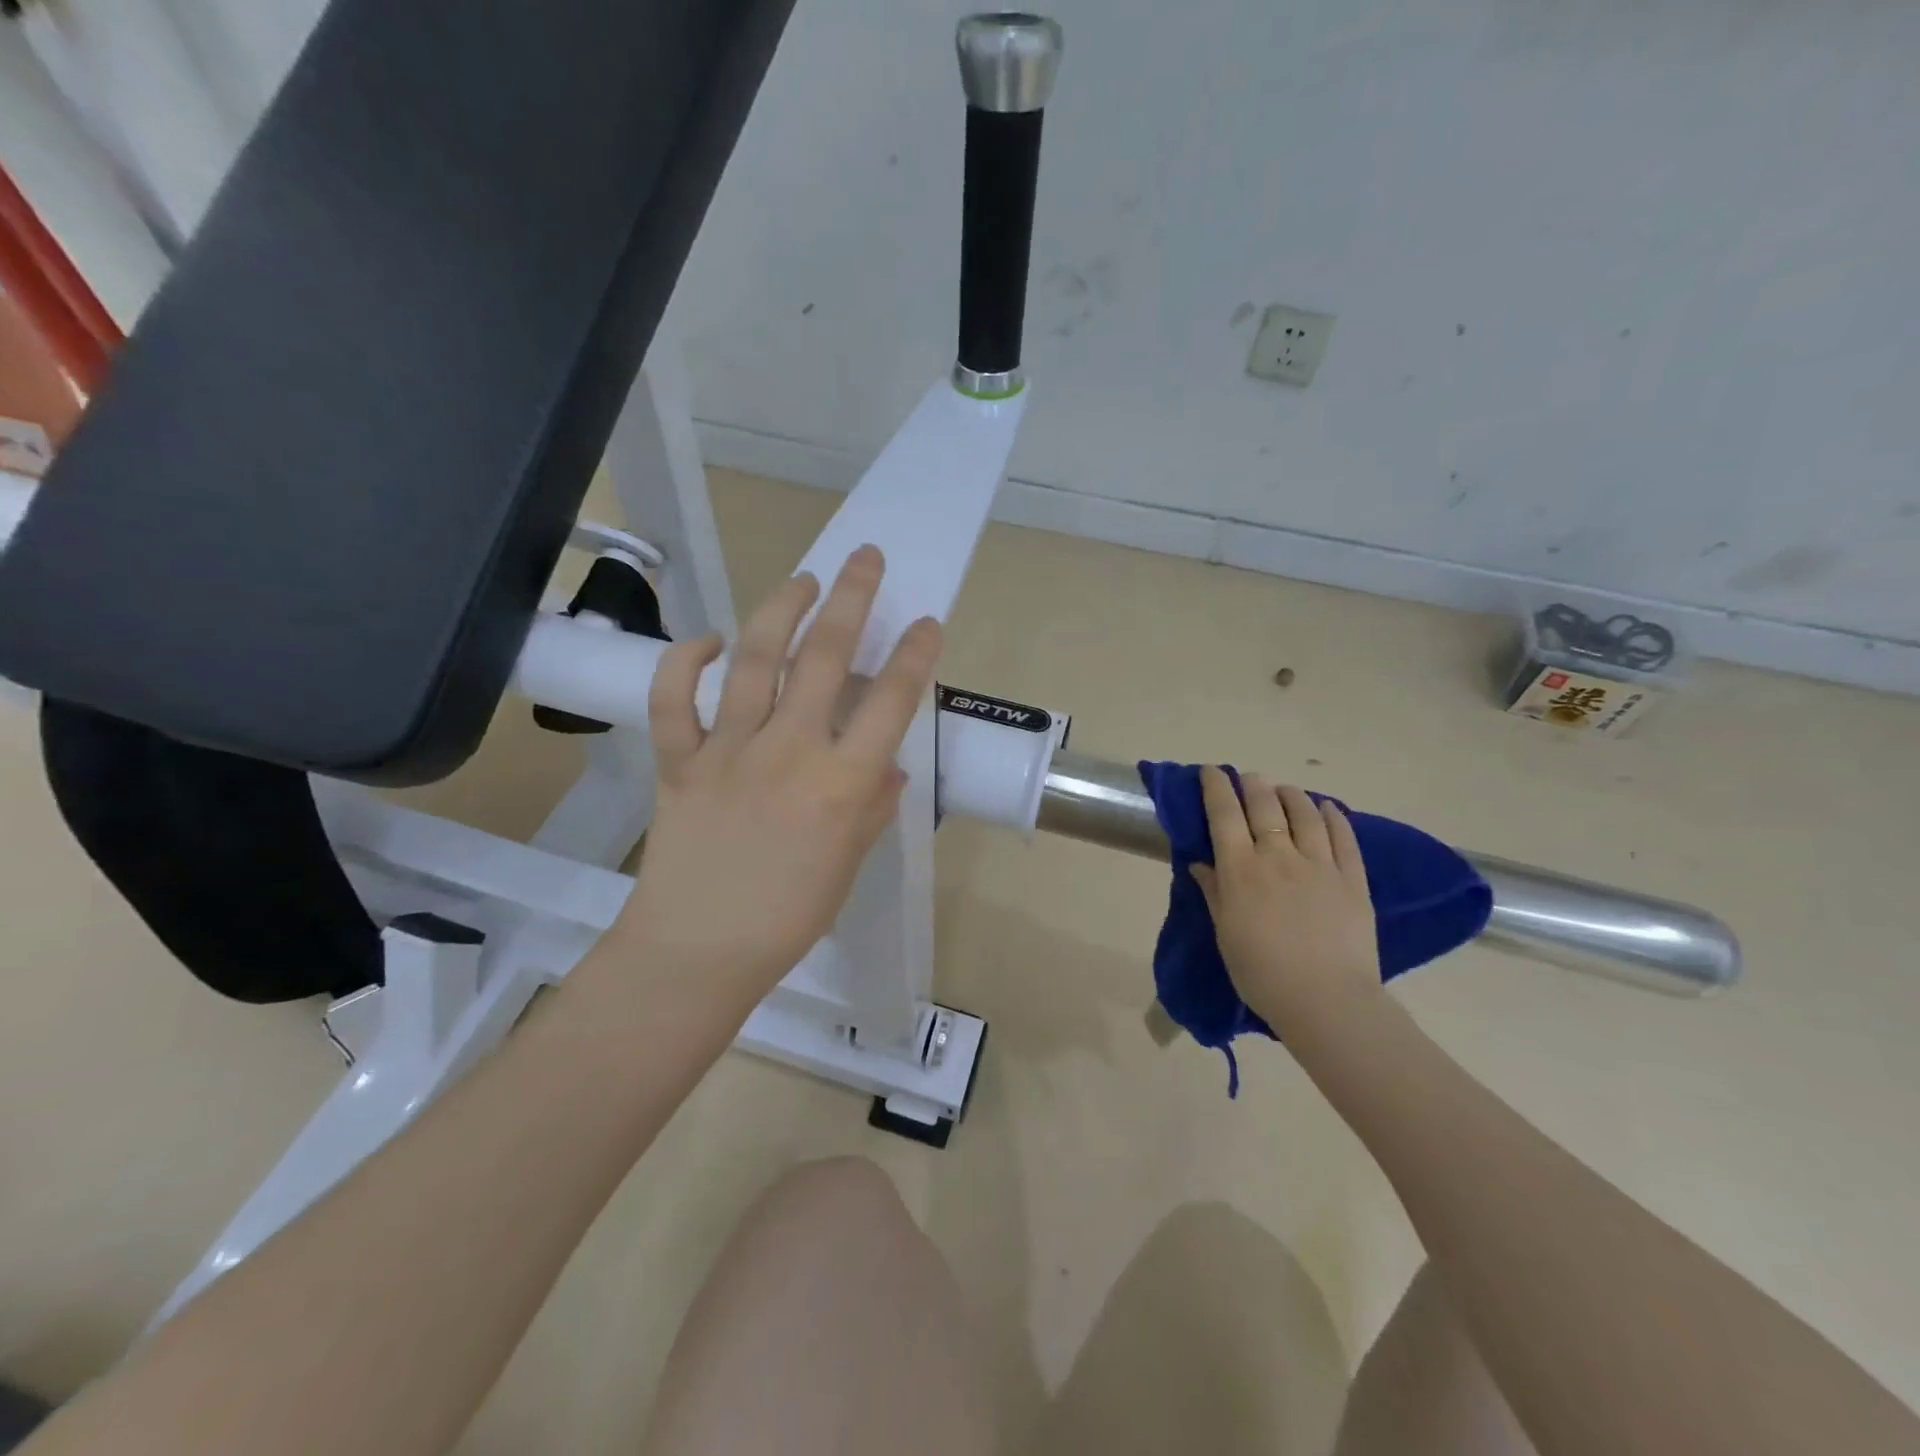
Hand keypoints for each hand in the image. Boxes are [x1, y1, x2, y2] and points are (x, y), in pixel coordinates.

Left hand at [606, 545, 941, 1004]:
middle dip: (851, 598)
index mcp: (842, 783)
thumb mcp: (848, 864)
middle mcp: (790, 751)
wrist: (699, 951)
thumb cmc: (788, 917)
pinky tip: (708, 641)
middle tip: (863, 557)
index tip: (925, 622)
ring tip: (802, 581)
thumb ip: (872, 807)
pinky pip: (674, 700)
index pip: (891, 702)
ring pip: (754, 660)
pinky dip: (686, 662)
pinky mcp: (680, 760)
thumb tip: (886, 764)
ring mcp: (729, 750)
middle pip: (826, 657)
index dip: (914, 655)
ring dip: (781, 610)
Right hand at [1191, 767, 1382, 1038]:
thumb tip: (1202, 863)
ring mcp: (1319, 865)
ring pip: (1304, 814)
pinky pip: (1343, 838)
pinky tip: (1327, 808)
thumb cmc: (1262, 973)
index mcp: (1240, 870)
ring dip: (1290, 795)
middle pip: (1264, 806)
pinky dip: (1334, 817)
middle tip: (1247, 777)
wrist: (1326, 1001)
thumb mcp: (1225, 934)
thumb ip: (1215, 893)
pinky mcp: (1352, 880)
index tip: (1210, 771)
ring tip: (1284, 790)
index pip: (1223, 815)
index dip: (1215, 787)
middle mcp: (1278, 857)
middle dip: (1252, 784)